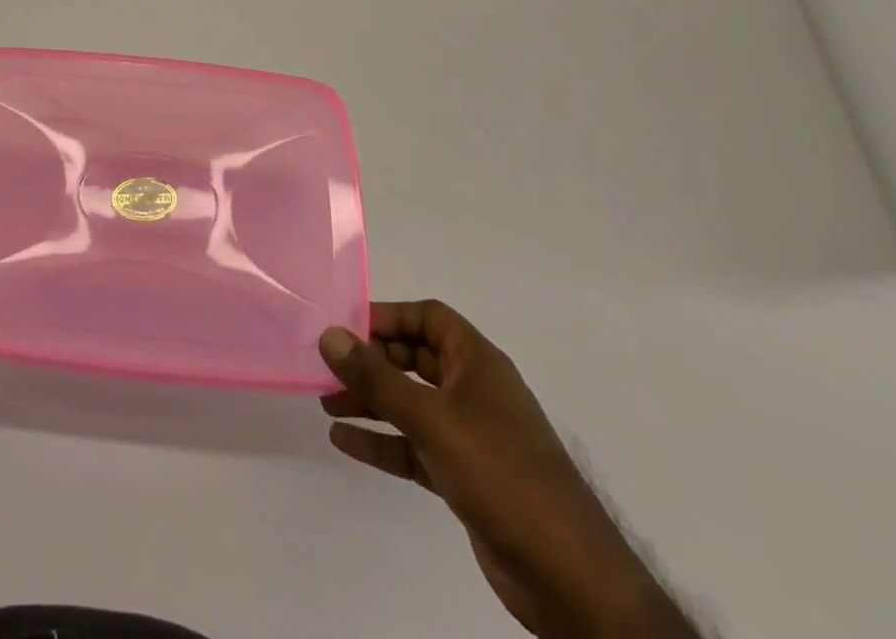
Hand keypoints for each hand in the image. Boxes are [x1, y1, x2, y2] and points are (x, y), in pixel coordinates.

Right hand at [319, 302, 694, 638]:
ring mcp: (470, 435)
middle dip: (371, 361)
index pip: (428, 318)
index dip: (388, 316)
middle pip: (414, 359)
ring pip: (410, 403)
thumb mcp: (432, 418)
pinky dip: (382, 440)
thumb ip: (376, 378)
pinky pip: (413, 445)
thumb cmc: (501, 473)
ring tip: (326, 401)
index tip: (345, 327)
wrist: (569, 578)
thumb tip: (329, 335)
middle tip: (327, 366)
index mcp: (478, 363)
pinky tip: (345, 440)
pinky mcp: (464, 476)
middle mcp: (474, 391)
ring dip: (370, 400)